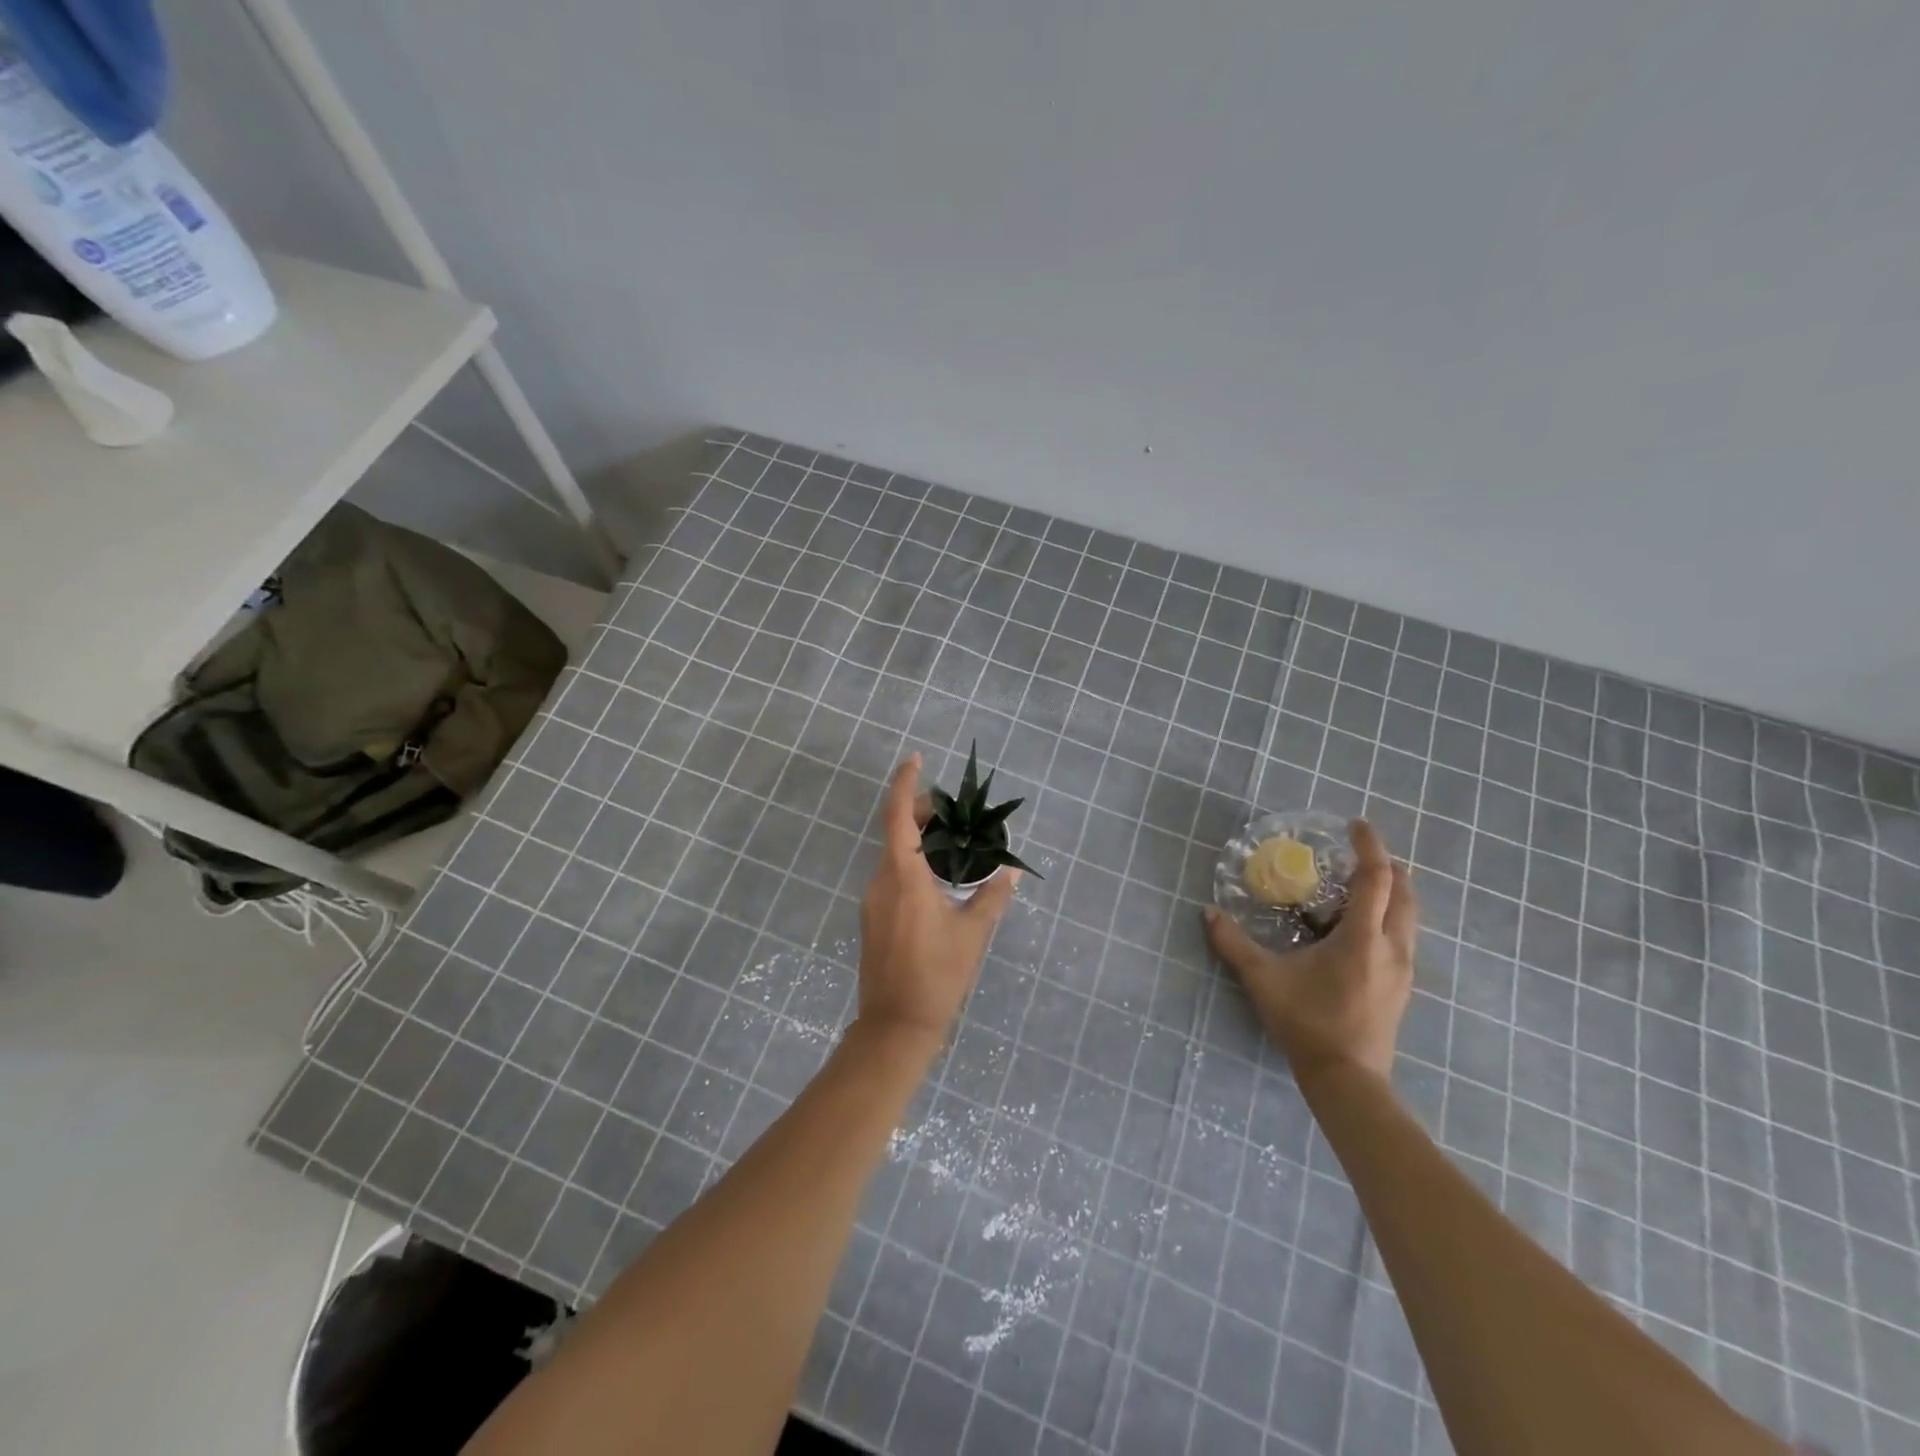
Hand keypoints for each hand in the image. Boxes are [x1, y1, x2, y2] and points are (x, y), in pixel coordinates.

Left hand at [855, 753, 1020, 1047]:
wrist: (895, 1026)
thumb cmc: (938, 976)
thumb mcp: (973, 933)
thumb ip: (992, 896)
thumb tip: (1010, 870)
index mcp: (903, 877)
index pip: (897, 817)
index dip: (906, 784)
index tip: (917, 760)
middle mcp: (881, 881)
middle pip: (896, 831)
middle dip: (921, 812)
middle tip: (954, 809)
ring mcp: (873, 901)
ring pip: (894, 854)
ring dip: (919, 839)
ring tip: (953, 839)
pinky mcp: (874, 918)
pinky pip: (892, 875)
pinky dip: (913, 862)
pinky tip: (938, 875)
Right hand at [1202, 819, 1416, 1081]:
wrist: (1347, 1079)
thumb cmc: (1307, 1023)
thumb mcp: (1263, 979)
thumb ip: (1233, 943)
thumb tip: (1207, 912)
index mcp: (1362, 938)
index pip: (1376, 879)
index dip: (1370, 847)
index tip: (1358, 825)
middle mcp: (1392, 947)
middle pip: (1405, 893)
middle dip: (1388, 866)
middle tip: (1361, 852)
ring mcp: (1403, 969)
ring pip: (1409, 917)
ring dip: (1392, 892)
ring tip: (1361, 885)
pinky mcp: (1401, 986)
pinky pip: (1402, 937)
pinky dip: (1388, 917)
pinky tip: (1360, 928)